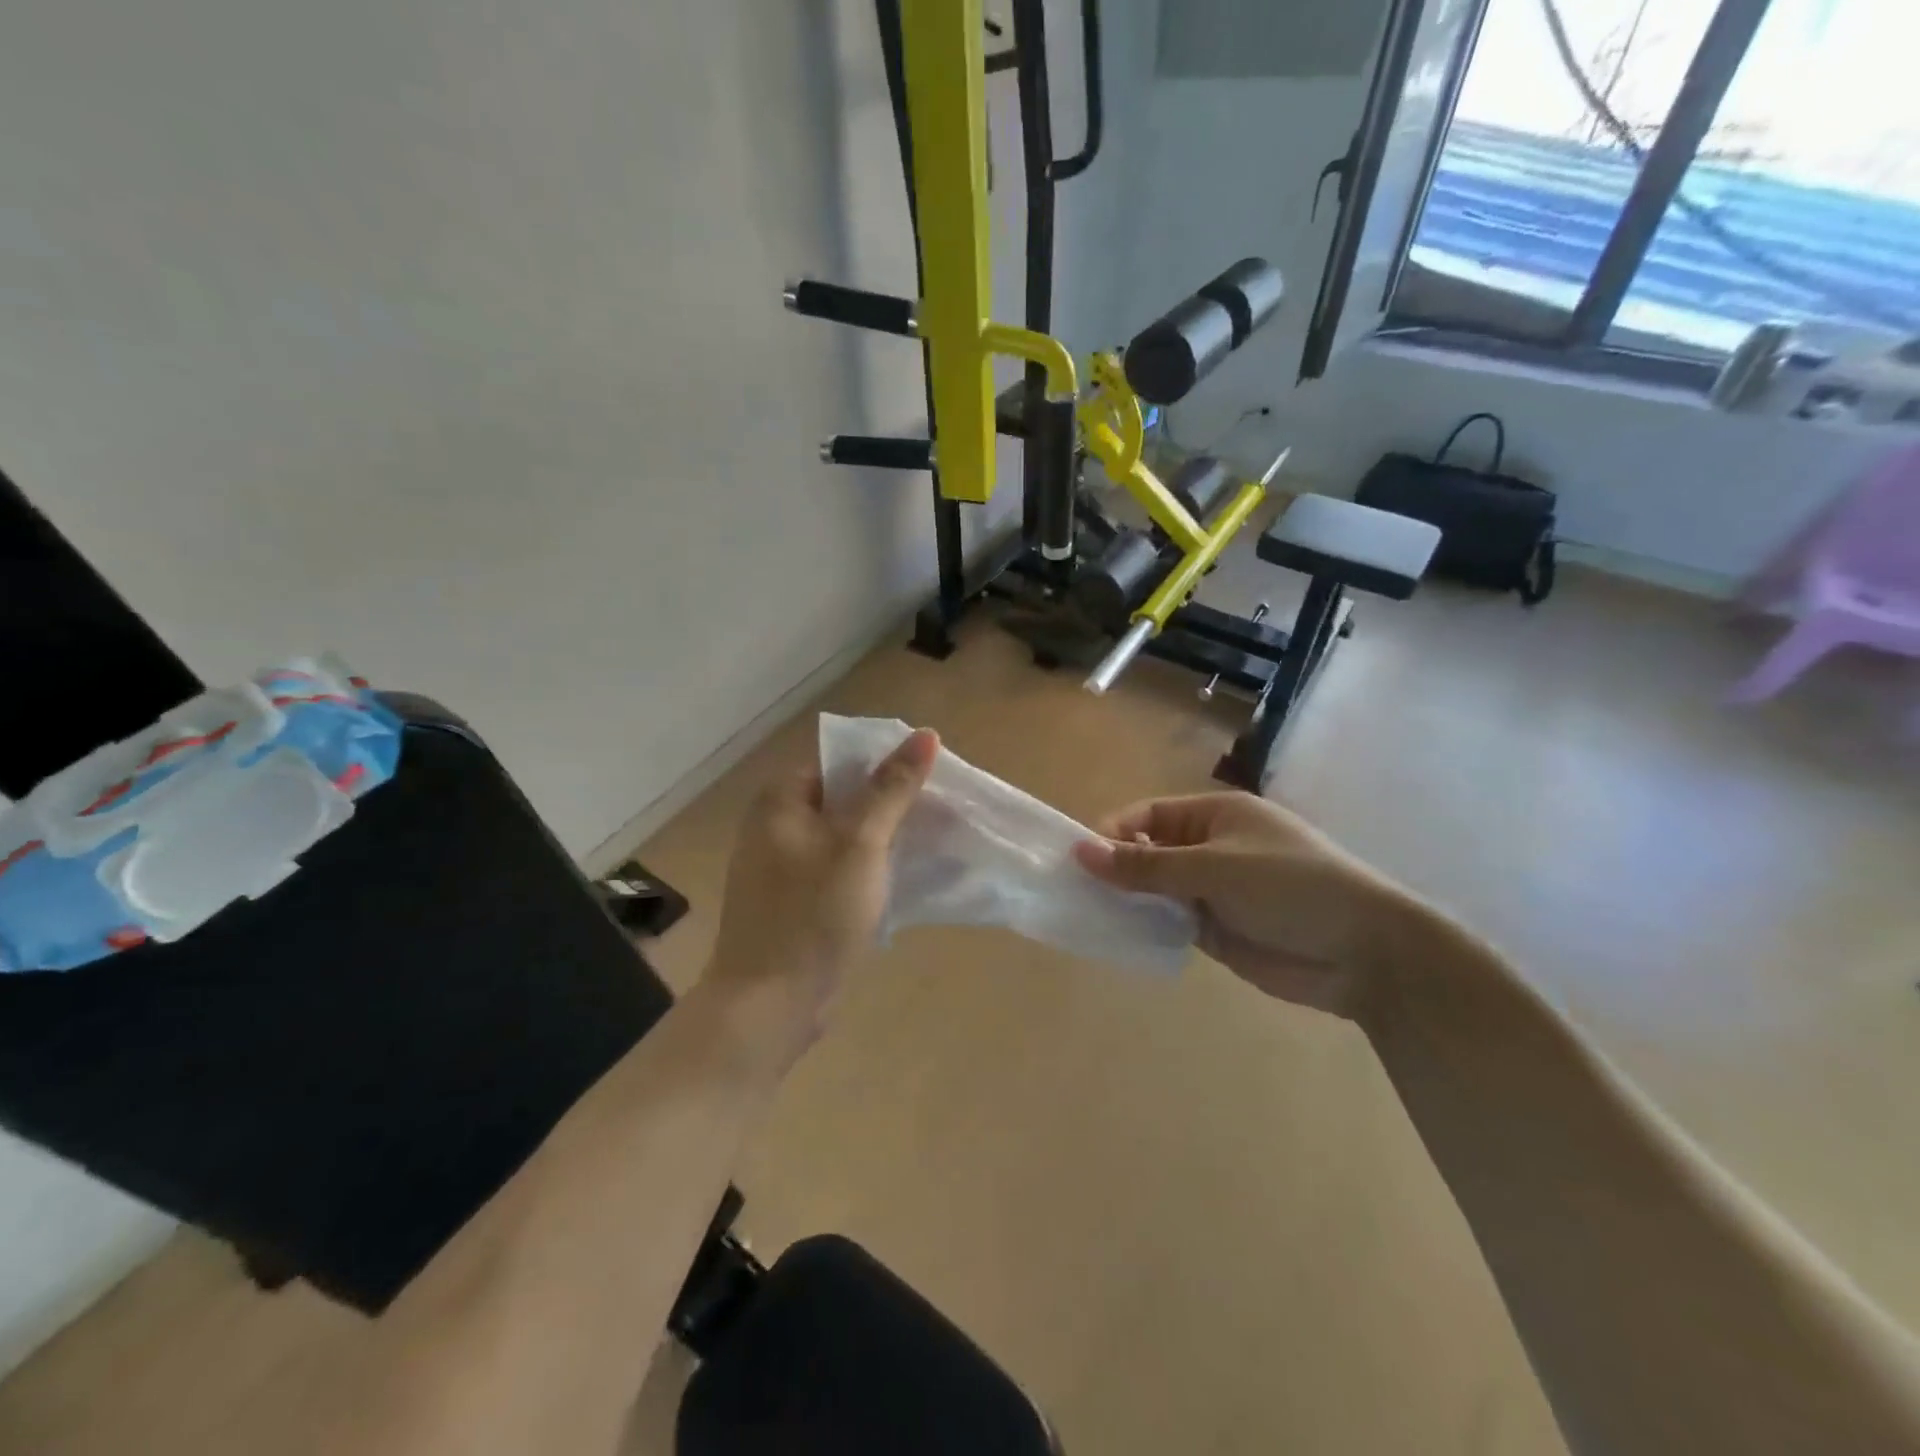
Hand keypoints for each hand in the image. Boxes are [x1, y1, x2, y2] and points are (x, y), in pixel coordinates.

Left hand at [704, 728, 937, 1066]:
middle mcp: (775, 824)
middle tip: (938, 811)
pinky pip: (837, 867)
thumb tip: (926, 734)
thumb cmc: (813, 915)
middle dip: (889, 803)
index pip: (840, 760)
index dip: (886, 764)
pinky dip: (867, 867)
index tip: (931, 779)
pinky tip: (900, 876)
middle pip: (843, 796)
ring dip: (882, 837)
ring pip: (843, 835)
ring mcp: (782, 865)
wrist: (769, 1005)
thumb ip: (892, 789)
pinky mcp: (794, 899)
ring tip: (929, 840)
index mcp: (780, 800)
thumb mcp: (860, 844)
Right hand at [1073, 792, 1417, 1020]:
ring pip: (1157, 890)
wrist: (1365, 952)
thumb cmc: (1290, 887)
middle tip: (1074, 892)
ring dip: (1129, 900)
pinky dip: (1148, 927)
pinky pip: (1171, 922)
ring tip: (1087, 916)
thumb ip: (1146, 864)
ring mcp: (1214, 890)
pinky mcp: (1218, 929)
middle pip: (1148, 852)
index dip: (1113, 832)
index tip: (1078, 860)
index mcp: (1214, 815)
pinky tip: (1120, 937)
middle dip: (1116, 869)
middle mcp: (1211, 848)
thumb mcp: (1214, 868)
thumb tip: (1081, 851)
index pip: (1148, 815)